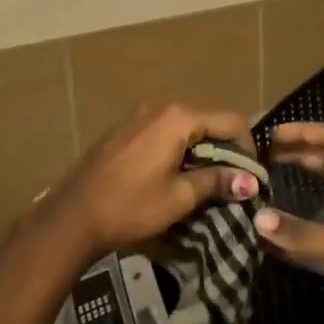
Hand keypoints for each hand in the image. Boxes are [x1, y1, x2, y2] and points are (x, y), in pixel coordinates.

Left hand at [50, 104, 259, 263]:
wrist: (72, 216)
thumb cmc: (131, 205)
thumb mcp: (179, 197)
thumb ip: (216, 182)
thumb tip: (251, 181)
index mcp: (178, 118)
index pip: (230, 121)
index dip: (247, 147)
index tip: (249, 177)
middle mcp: (160, 108)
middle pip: (206, 121)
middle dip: (223, 150)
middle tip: (229, 183)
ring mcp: (138, 117)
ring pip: (183, 128)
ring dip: (199, 151)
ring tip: (203, 184)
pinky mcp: (123, 131)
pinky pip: (162, 133)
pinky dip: (176, 150)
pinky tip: (171, 177)